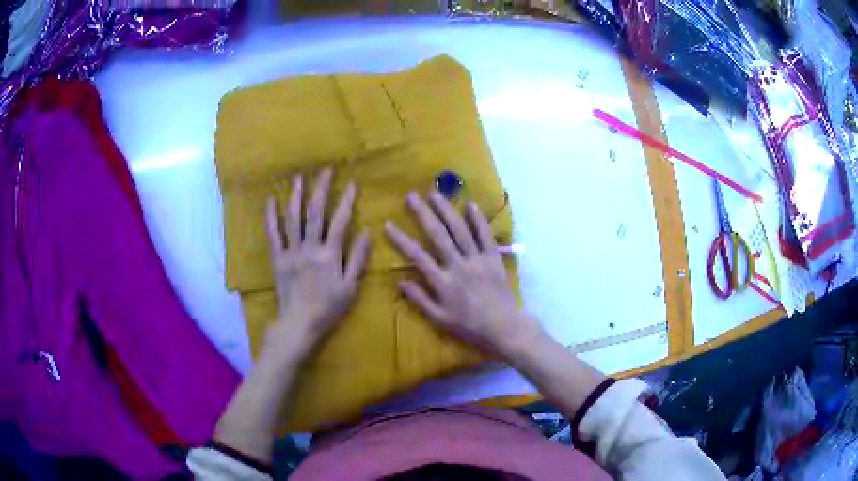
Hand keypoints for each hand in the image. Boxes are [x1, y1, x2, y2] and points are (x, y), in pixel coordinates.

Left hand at [264, 169, 370, 360]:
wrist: (299, 324)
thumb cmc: (328, 308)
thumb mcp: (351, 287)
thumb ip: (358, 259)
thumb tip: (368, 233)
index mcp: (329, 255)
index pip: (340, 221)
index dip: (346, 201)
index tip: (352, 183)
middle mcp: (309, 248)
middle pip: (315, 213)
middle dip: (320, 189)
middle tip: (324, 169)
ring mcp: (291, 252)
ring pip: (293, 218)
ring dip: (296, 195)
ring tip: (298, 176)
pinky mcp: (277, 258)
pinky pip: (273, 234)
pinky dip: (271, 217)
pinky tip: (271, 200)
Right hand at [385, 191, 542, 357]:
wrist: (504, 327)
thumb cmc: (469, 326)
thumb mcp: (440, 319)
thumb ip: (420, 299)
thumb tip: (400, 281)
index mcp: (443, 282)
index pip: (417, 256)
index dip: (401, 239)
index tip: (388, 224)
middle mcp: (458, 265)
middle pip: (438, 235)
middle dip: (423, 214)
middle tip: (411, 196)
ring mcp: (478, 260)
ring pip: (460, 230)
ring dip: (447, 210)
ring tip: (435, 193)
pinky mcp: (493, 258)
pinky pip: (486, 236)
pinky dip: (479, 220)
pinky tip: (470, 204)